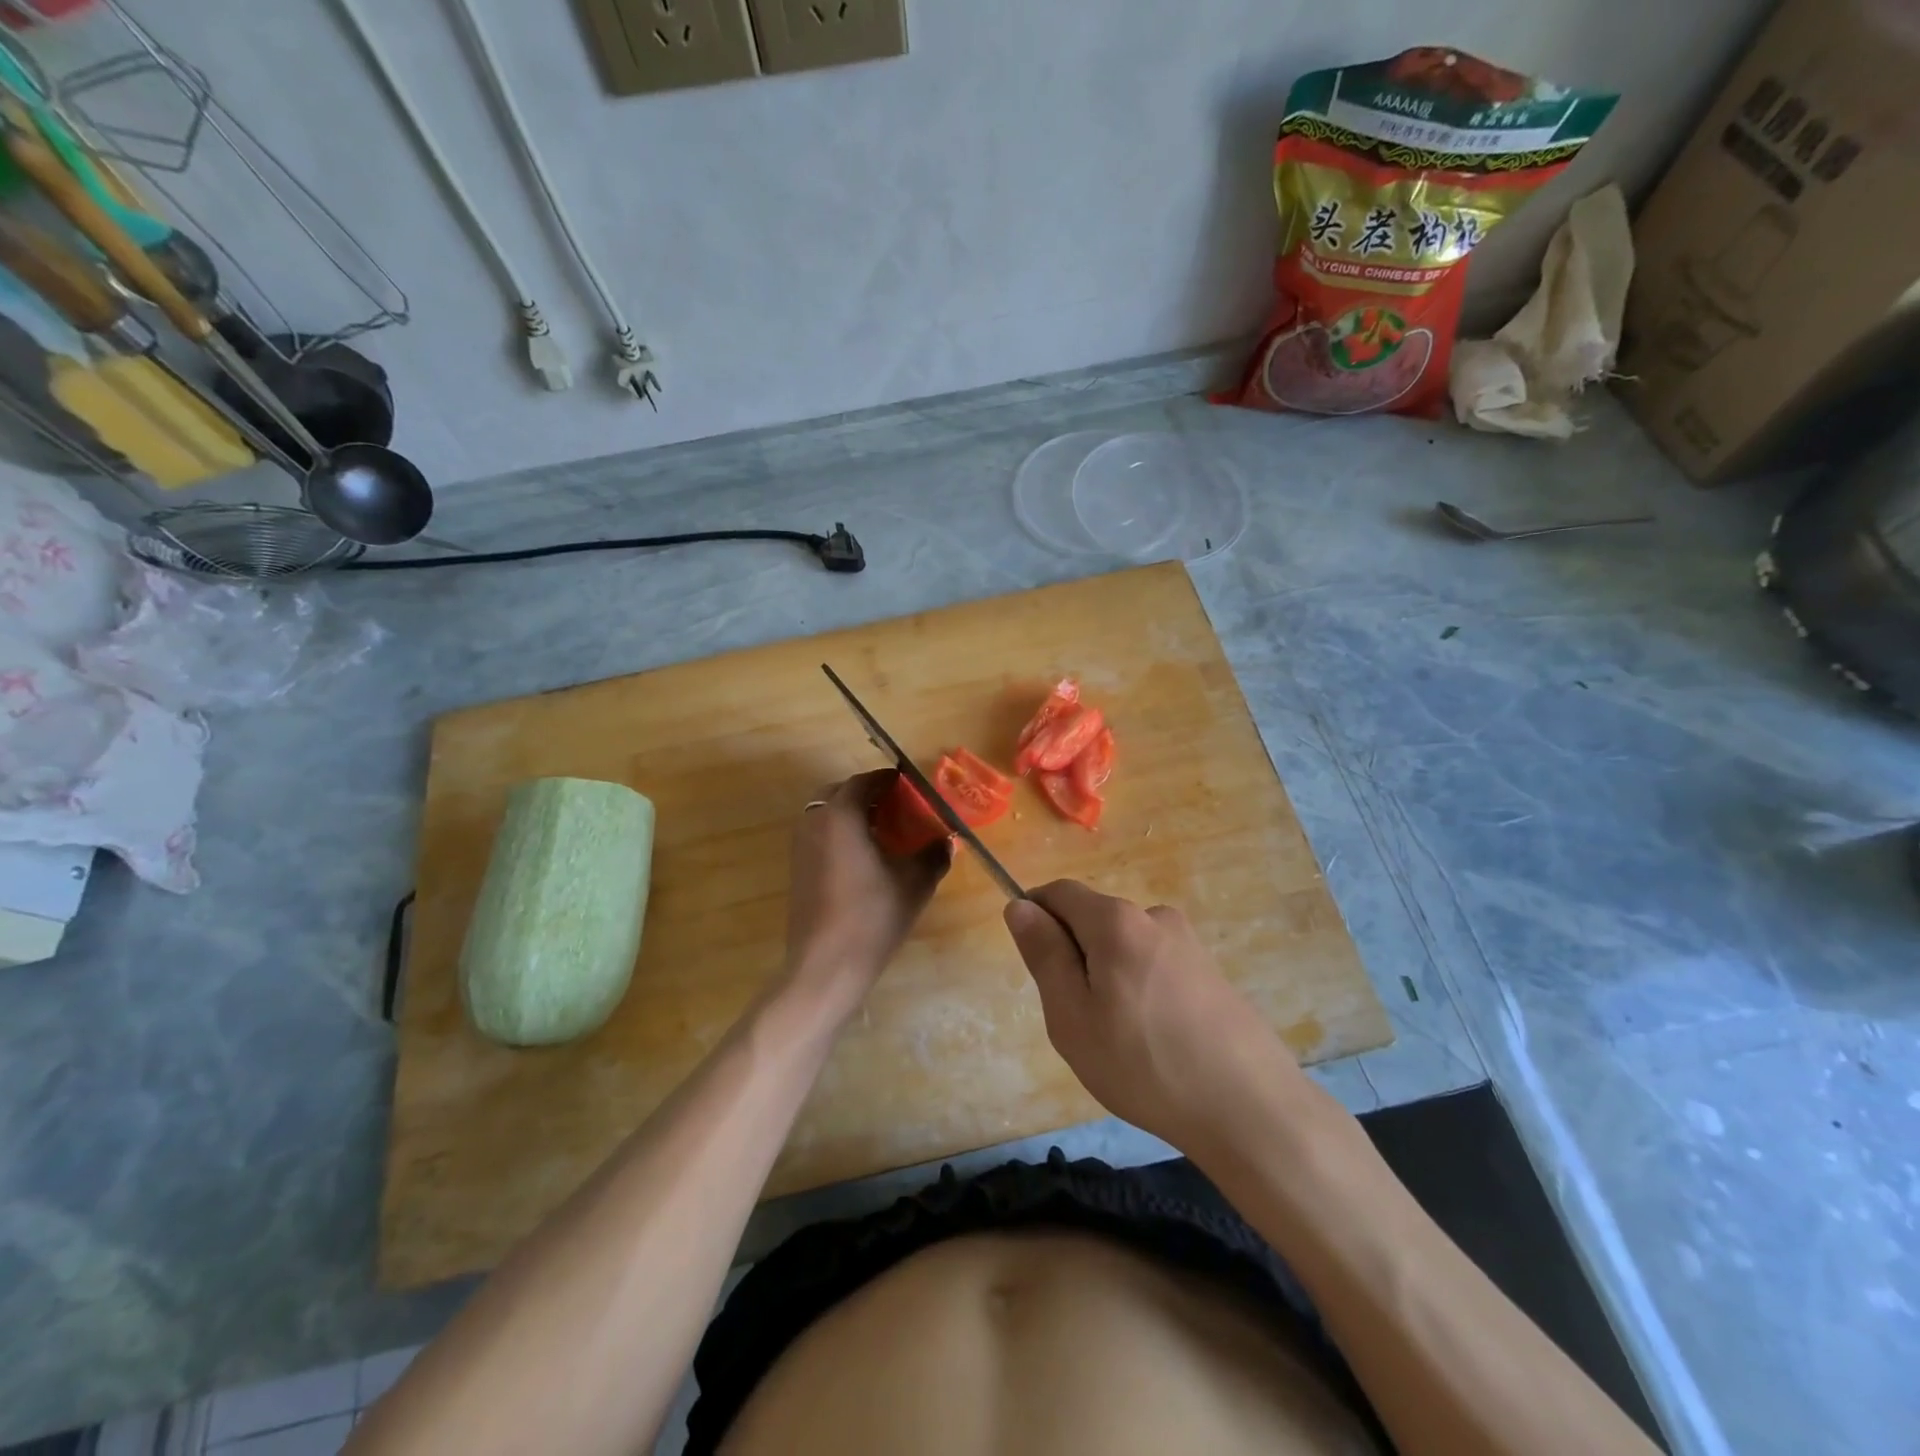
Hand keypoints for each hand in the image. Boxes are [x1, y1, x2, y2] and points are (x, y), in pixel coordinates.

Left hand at [783, 770, 950, 1015]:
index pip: (865, 782)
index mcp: (840, 816)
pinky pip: (820, 835)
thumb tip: (948, 839)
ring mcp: (800, 847)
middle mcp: (814, 822)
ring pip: (827, 814)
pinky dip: (841, 833)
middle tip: (899, 807)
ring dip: (853, 814)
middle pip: (840, 792)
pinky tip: (866, 858)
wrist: (824, 966)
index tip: (912, 786)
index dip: (890, 780)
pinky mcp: (797, 870)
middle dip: (869, 794)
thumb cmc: (871, 917)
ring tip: (885, 831)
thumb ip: (934, 854)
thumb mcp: (914, 883)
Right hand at [1004, 881, 1312, 1156]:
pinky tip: (1154, 1042)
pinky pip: (1156, 966)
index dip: (1036, 915)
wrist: (1250, 1110)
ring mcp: (1189, 944)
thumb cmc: (1144, 1063)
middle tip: (1076, 1019)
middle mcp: (1155, 917)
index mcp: (1116, 920)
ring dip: (1107, 976)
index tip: (1034, 964)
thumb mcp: (1072, 1015)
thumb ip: (1044, 954)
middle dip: (1074, 955)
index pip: (1060, 892)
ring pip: (1125, 946)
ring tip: (1118, 1039)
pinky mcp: (1211, 972)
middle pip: (1094, 919)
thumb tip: (1020, 906)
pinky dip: (1140, 990)